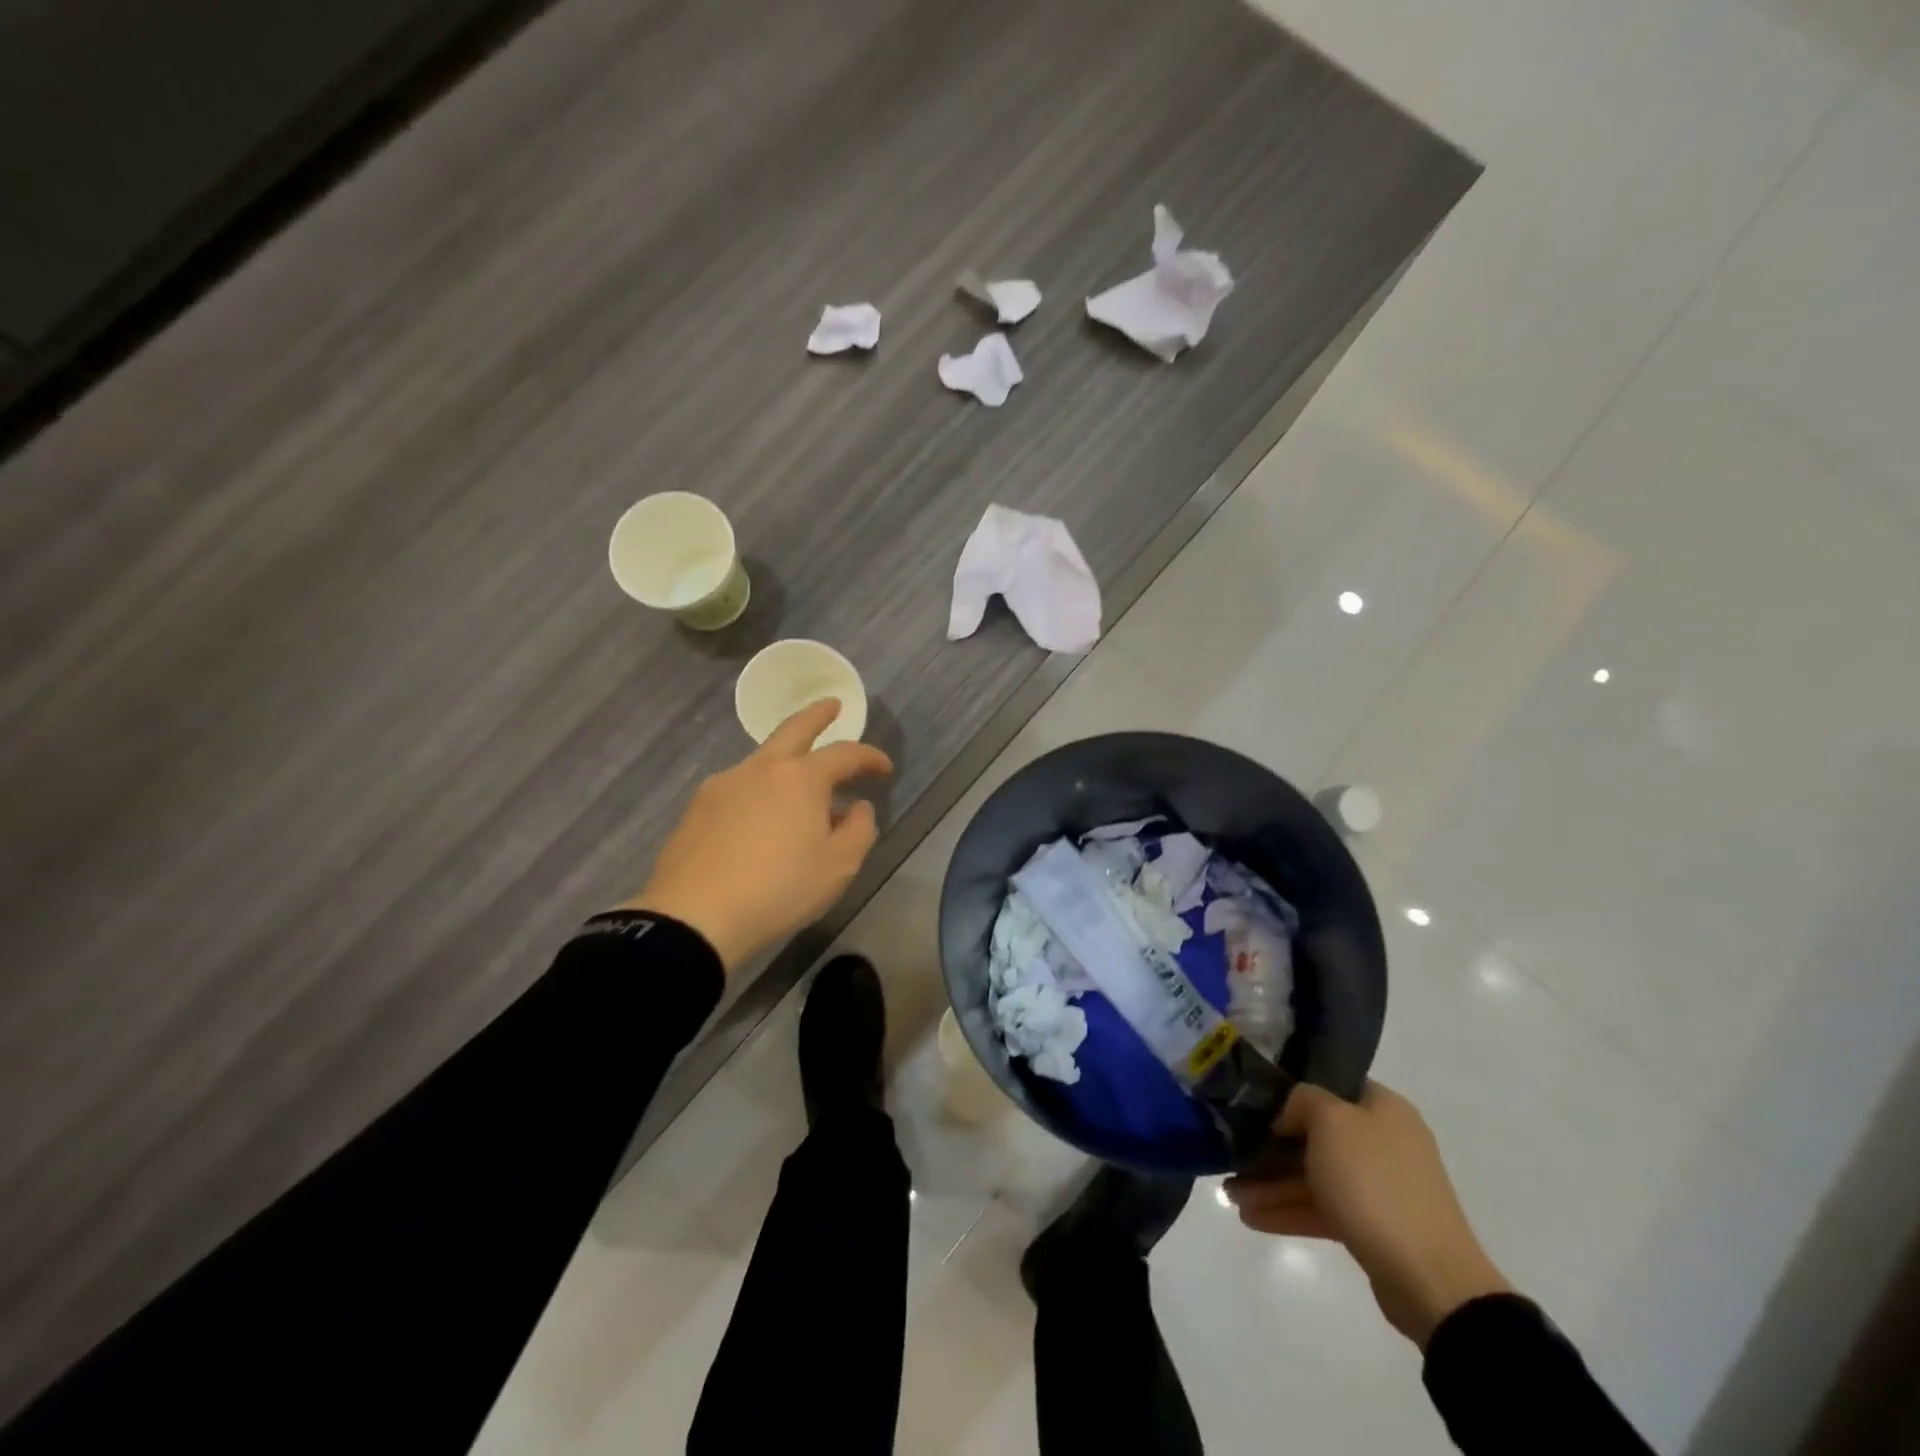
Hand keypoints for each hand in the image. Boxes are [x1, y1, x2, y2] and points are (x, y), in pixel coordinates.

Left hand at [623, 700, 891, 972]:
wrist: (695, 917)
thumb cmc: (778, 889)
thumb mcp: (838, 867)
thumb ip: (859, 830)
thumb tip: (857, 807)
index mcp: (800, 778)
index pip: (845, 754)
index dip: (870, 757)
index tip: (885, 769)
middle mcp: (760, 769)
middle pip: (794, 729)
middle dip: (817, 714)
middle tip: (832, 706)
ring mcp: (723, 785)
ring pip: (763, 761)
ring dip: (787, 763)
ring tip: (800, 791)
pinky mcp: (697, 808)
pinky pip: (739, 788)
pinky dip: (760, 791)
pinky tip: (760, 820)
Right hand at [1226, 1080, 1509, 1348]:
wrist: (1429, 1279)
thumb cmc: (1375, 1183)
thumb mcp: (1330, 1122)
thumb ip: (1302, 1100)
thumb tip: (1290, 1113)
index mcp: (1383, 1108)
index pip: (1330, 1084)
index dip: (1290, 1089)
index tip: (1253, 1099)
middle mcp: (1384, 1141)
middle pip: (1315, 1134)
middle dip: (1270, 1146)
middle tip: (1232, 1153)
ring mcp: (1380, 1187)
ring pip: (1314, 1175)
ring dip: (1272, 1183)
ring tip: (1230, 1195)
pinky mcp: (1373, 1227)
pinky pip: (1322, 1209)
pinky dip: (1288, 1210)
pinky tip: (1251, 1217)